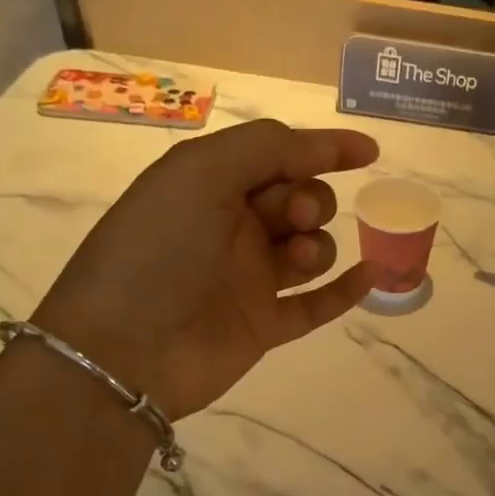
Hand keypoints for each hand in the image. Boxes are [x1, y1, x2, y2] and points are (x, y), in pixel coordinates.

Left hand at [32, 119, 378, 419]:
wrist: (125, 349)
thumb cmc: (158, 249)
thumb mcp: (200, 174)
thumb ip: (266, 148)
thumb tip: (328, 146)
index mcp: (212, 185)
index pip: (278, 155)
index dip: (324, 149)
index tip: (368, 153)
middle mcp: (233, 228)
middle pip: (301, 201)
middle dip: (311, 201)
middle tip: (295, 218)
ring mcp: (250, 279)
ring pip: (312, 250)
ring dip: (320, 245)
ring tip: (298, 258)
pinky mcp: (264, 324)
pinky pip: (316, 304)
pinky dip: (345, 290)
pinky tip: (369, 276)